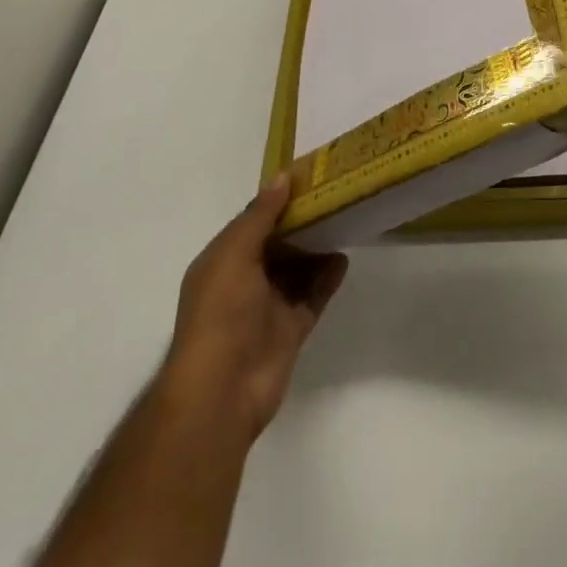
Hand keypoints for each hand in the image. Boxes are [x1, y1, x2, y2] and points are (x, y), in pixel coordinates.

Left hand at [161, 175, 347, 442]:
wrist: (222, 390)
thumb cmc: (221, 313)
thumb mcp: (234, 254)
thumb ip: (259, 215)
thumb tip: (283, 176)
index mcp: (223, 262)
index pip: (253, 223)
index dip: (278, 201)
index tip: (309, 179)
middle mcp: (244, 281)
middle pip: (278, 244)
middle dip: (302, 223)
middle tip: (335, 196)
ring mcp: (268, 307)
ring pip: (297, 269)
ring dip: (317, 249)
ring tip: (345, 221)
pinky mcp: (291, 329)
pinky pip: (313, 296)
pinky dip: (327, 278)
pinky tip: (343, 259)